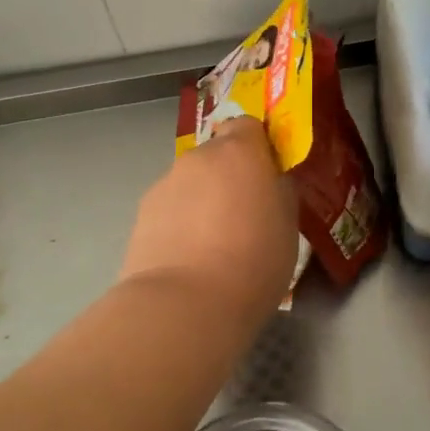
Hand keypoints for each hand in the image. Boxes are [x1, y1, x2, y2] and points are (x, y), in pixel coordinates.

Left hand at [119, 116, 298, 309]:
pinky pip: (170, 210)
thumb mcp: (288, 225)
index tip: (266, 175)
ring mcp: (165, 184)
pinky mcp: (141, 215)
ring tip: (213, 247)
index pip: (247, 126)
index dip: (257, 146)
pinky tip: (188, 260)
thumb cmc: (253, 261)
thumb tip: (269, 183)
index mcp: (239, 152)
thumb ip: (278, 192)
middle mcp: (198, 158)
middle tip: (244, 216)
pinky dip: (179, 225)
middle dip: (228, 177)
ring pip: (191, 184)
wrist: (185, 304)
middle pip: (216, 155)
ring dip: (202, 202)